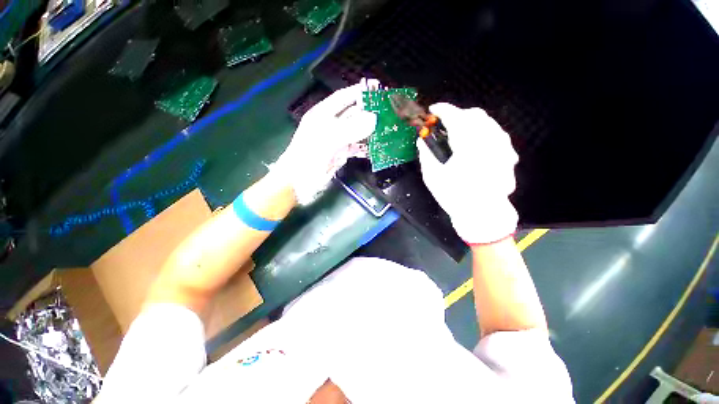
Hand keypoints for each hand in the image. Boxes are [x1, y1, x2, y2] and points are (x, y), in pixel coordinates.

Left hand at [272, 79, 377, 202]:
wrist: (299, 182)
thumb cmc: (308, 157)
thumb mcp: (328, 139)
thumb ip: (351, 128)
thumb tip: (373, 118)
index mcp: (323, 115)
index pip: (342, 98)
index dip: (358, 92)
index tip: (375, 88)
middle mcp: (330, 126)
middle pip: (352, 115)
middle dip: (368, 113)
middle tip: (387, 112)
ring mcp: (336, 141)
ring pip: (356, 132)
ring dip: (369, 132)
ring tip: (385, 131)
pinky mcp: (340, 155)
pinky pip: (355, 148)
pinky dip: (364, 148)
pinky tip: (375, 149)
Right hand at [417, 103, 518, 243]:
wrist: (483, 214)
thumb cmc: (455, 197)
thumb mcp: (433, 177)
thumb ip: (426, 155)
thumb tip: (420, 141)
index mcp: (467, 146)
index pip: (455, 117)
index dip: (442, 110)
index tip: (433, 110)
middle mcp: (488, 141)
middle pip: (474, 115)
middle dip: (457, 114)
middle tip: (444, 125)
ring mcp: (502, 147)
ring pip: (487, 122)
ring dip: (470, 122)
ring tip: (459, 132)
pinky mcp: (508, 154)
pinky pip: (496, 134)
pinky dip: (483, 132)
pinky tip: (476, 143)